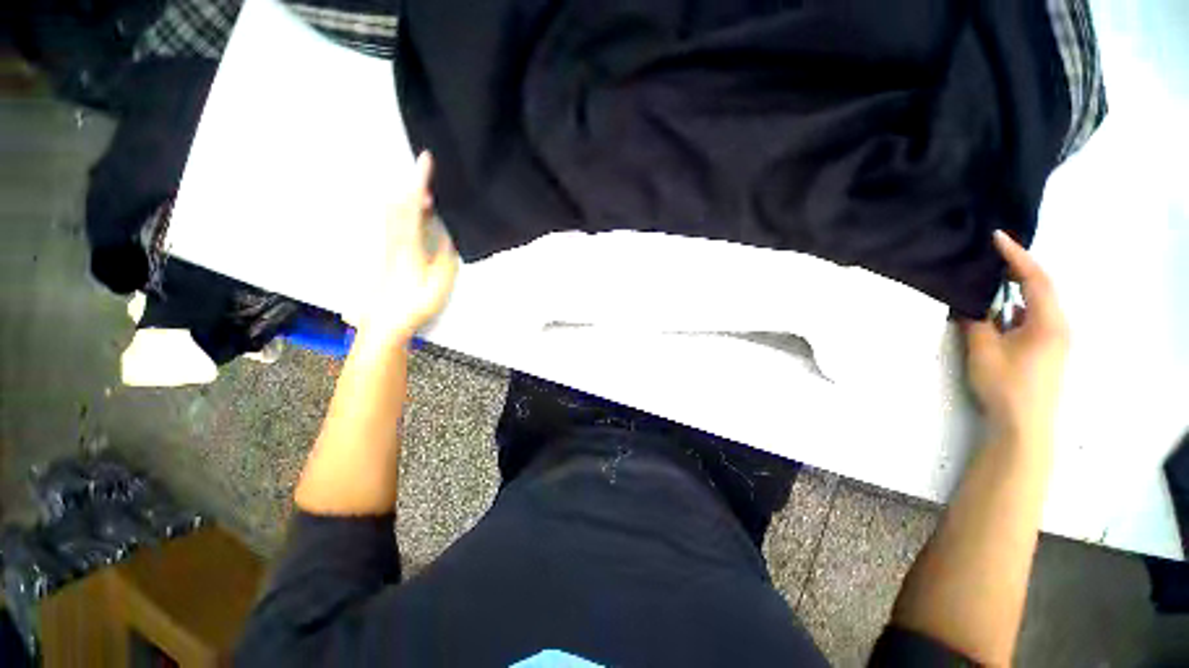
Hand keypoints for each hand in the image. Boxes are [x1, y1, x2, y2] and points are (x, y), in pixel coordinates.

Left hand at [362, 152, 457, 340]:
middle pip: (397, 202)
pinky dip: (403, 211)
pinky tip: (414, 216)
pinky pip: (392, 222)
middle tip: (430, 179)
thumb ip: (445, 255)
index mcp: (408, 245)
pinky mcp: (385, 252)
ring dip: (407, 197)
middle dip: (413, 185)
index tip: (426, 159)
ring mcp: (386, 245)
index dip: (419, 181)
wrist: (385, 323)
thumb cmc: (415, 305)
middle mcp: (393, 239)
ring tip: (426, 196)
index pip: (412, 205)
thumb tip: (448, 233)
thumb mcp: (440, 282)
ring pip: (392, 211)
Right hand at [963, 231, 1069, 441]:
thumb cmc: (1006, 385)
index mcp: (1048, 321)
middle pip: (1041, 287)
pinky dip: (1017, 306)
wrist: (1025, 426)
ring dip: (1017, 288)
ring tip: (993, 277)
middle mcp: (1058, 325)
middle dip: (1018, 267)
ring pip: (1037, 303)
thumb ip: (976, 321)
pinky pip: (1033, 317)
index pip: (1035, 278)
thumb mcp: (984, 351)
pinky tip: (999, 310)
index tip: (996, 237)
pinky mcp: (1047, 349)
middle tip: (993, 253)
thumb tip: (967, 301)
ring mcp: (1054, 339)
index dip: (1016, 255)